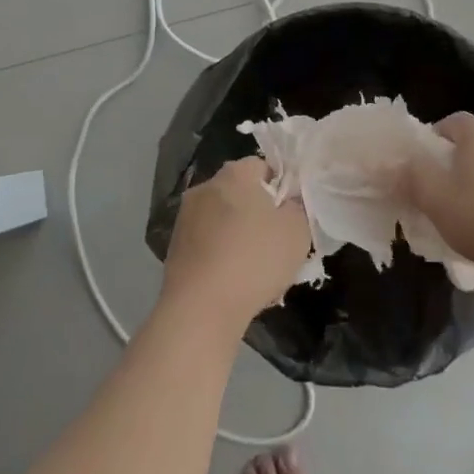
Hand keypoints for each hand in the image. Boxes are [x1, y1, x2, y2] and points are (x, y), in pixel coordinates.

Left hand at [161, 157, 310, 332]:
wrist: (201, 308)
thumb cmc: (255, 260)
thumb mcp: (297, 231)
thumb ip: (298, 207)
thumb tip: (289, 201)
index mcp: (235, 174)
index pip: (263, 166)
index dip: (281, 188)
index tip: (290, 215)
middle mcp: (205, 186)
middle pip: (240, 192)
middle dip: (258, 212)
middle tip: (276, 241)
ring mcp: (185, 216)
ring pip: (222, 218)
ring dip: (238, 234)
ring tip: (255, 267)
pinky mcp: (174, 246)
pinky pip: (207, 242)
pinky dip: (220, 254)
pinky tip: (233, 280)